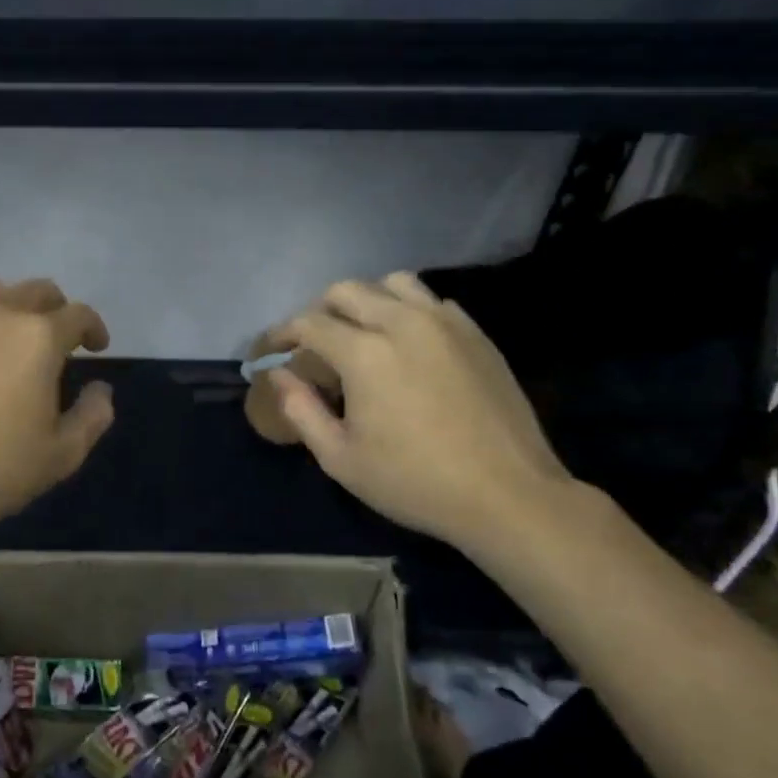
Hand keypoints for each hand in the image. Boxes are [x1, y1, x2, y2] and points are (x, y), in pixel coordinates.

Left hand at [0, 278, 113, 537]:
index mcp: (39, 338)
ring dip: (9, 307)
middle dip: (55, 311)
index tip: (96, 347)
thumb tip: (100, 388)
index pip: (79, 315)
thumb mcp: (61, 456)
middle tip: (54, 340)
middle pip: (37, 291)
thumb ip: (92, 416)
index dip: (94, 328)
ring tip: (5, 335)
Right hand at [267, 273, 575, 554]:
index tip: (269, 350)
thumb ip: (301, 410)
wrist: (508, 494)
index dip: (280, 333)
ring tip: (361, 332)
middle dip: (318, 310)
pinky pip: (431, 302)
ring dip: (366, 300)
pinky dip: (407, 311)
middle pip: (346, 290)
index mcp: (365, 353)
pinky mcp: (475, 334)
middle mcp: (402, 322)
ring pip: (393, 283)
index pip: (308, 323)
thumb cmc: (415, 482)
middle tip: (312, 344)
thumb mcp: (341, 458)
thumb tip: (279, 376)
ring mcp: (445, 323)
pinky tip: (408, 344)